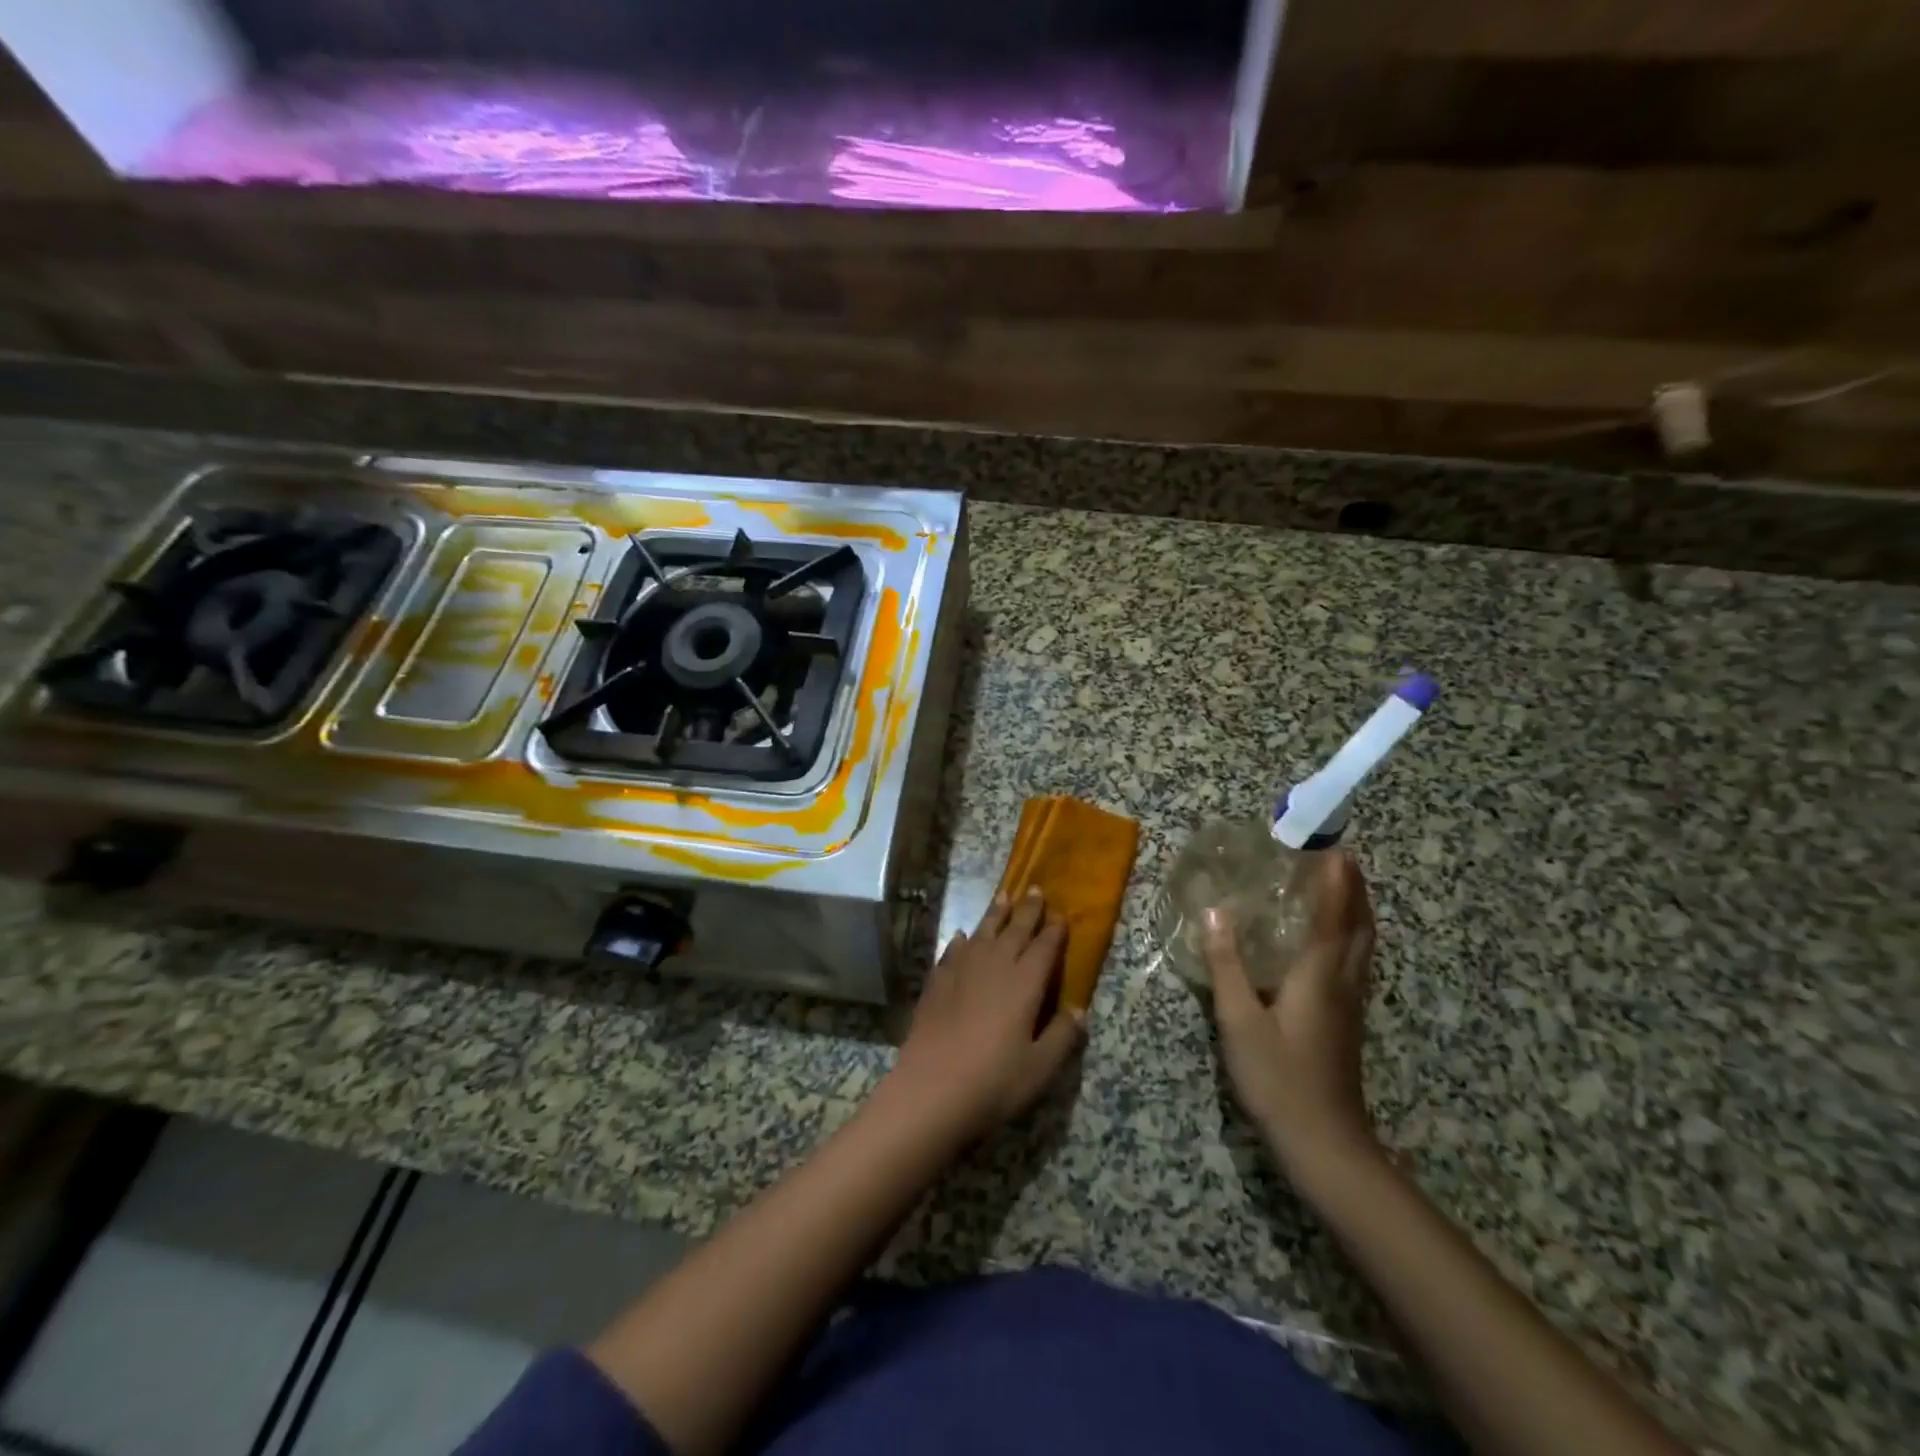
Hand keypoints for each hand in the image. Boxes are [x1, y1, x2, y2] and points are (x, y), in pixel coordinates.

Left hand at [887, 888, 1085, 1143]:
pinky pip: (952, 951)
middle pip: (1014, 930)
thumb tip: (1079, 1010)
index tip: (1061, 913)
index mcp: (1024, 983)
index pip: (1044, 947)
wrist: (931, 1088)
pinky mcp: (937, 982)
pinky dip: (961, 941)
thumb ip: (1062, 1036)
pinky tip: (961, 937)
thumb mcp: (1040, 1067)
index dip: (1054, 930)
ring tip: (1003, 897)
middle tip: (1035, 889)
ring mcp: (961, 971)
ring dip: (995, 914)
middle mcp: (994, 967)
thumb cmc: (994, 1081)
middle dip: (1027, 910)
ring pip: (983, 933)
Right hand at [1206, 850, 1379, 1170]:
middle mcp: (1343, 982)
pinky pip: (1357, 962)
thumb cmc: (1279, 1077)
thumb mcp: (1239, 1020)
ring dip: (1357, 910)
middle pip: (1359, 926)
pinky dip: (1351, 936)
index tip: (1334, 846)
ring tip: (1340, 887)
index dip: (1335, 880)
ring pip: (1364, 945)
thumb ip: (1227, 964)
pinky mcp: (1348, 1021)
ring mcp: (1351, 1004)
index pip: (1333, 916)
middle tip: (1339, 857)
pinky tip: (1332, 942)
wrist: (1325, 1143)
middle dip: (1354, 889)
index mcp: (1319, 975)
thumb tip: (1215, 912)